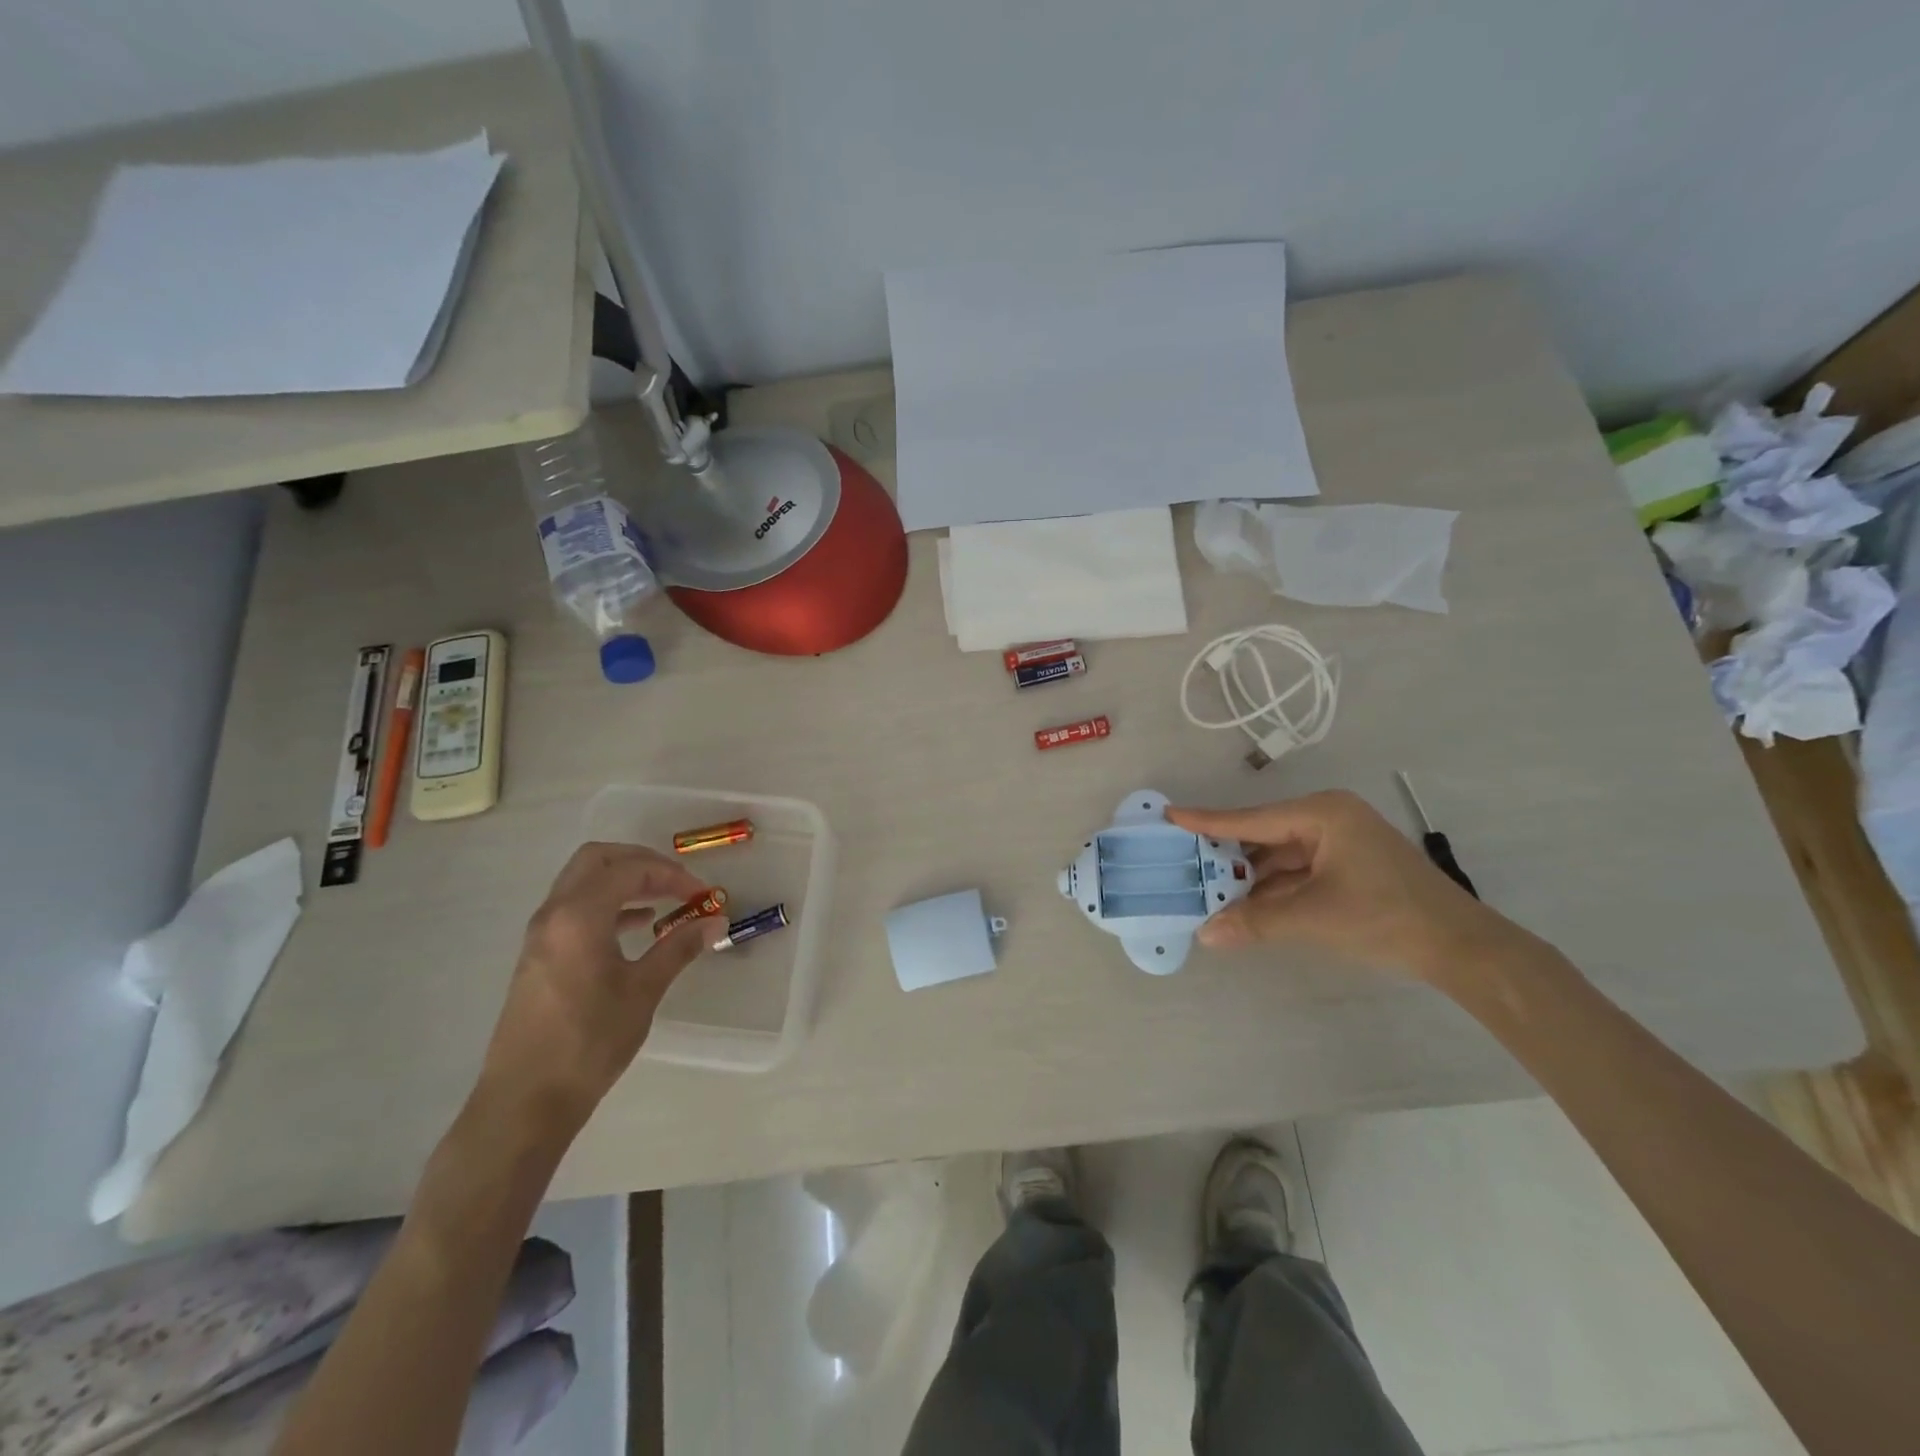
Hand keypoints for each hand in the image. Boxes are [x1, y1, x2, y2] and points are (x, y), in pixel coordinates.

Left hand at [477, 842, 714, 1129]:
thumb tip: (716, 920)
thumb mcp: (643, 991)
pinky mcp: (538, 955)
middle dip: (642, 862)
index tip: (701, 895)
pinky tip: (635, 926)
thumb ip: (679, 947)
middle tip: (676, 883)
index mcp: (578, 916)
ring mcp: (541, 934)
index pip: (630, 870)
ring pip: (583, 881)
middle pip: (598, 859)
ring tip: (663, 902)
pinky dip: (607, 903)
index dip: (671, 875)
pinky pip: (574, 907)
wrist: (525, 1100)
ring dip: (623, 881)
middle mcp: (554, 913)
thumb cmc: (589, 1042)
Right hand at [1168, 790, 1512, 980]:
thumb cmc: (1386, 917)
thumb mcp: (1314, 917)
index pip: (1251, 819)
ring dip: (1249, 880)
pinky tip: (1244, 906)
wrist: (1461, 948)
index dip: (1207, 822)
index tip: (1170, 815)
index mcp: (1322, 814)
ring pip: (1278, 858)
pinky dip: (1272, 890)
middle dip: (1227, 858)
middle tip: (1183, 864)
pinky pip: (1296, 873)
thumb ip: (1255, 922)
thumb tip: (1206, 934)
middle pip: (1263, 837)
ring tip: (1207, 892)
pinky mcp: (1346, 867)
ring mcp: (1339, 844)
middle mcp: (1327, 819)